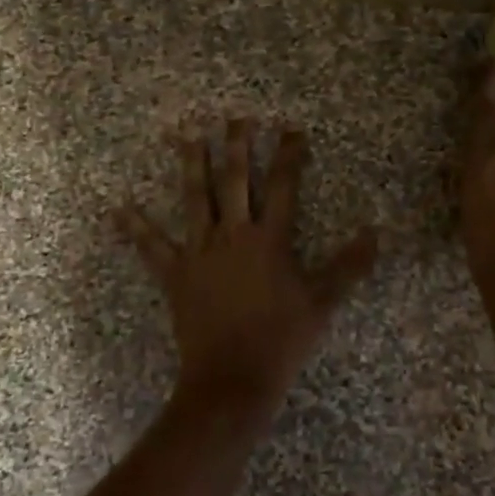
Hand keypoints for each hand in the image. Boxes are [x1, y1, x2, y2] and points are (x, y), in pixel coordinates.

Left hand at [117, 121, 377, 413]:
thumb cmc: (281, 339)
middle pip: (235, 180)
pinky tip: (118, 208)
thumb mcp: (322, 302)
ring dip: (191, 165)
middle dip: (237, 146)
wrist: (233, 378)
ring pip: (195, 198)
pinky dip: (135, 227)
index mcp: (270, 239)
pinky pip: (152, 247)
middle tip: (235, 117)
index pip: (283, 186)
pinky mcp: (175, 274)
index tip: (291, 129)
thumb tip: (376, 233)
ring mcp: (200, 252)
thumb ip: (349, 266)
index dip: (289, 155)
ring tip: (187, 136)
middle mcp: (233, 235)